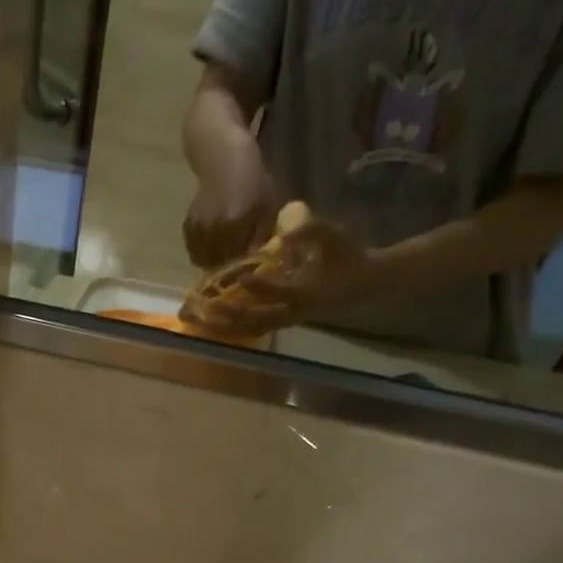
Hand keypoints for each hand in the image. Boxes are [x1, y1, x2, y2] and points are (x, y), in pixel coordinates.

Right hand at [183, 129, 278, 268]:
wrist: (222, 159)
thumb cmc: (252, 180)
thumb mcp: (267, 206)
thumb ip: (261, 236)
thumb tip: (257, 263)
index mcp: (235, 223)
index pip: (238, 261)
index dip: (243, 270)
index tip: (249, 272)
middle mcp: (213, 229)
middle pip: (220, 264)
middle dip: (228, 269)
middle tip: (237, 267)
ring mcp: (198, 229)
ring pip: (204, 261)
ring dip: (215, 263)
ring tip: (225, 258)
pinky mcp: (188, 227)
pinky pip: (195, 252)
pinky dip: (203, 254)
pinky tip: (214, 247)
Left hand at [186, 215, 375, 339]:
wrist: (362, 284)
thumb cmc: (348, 257)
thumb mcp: (334, 237)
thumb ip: (311, 232)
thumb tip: (285, 234)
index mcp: (308, 293)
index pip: (282, 293)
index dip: (262, 287)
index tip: (242, 276)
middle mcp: (293, 312)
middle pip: (258, 320)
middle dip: (232, 315)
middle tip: (208, 306)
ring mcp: (285, 320)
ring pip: (251, 329)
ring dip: (225, 327)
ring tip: (200, 320)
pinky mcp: (280, 322)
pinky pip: (252, 329)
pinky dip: (231, 328)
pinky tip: (210, 324)